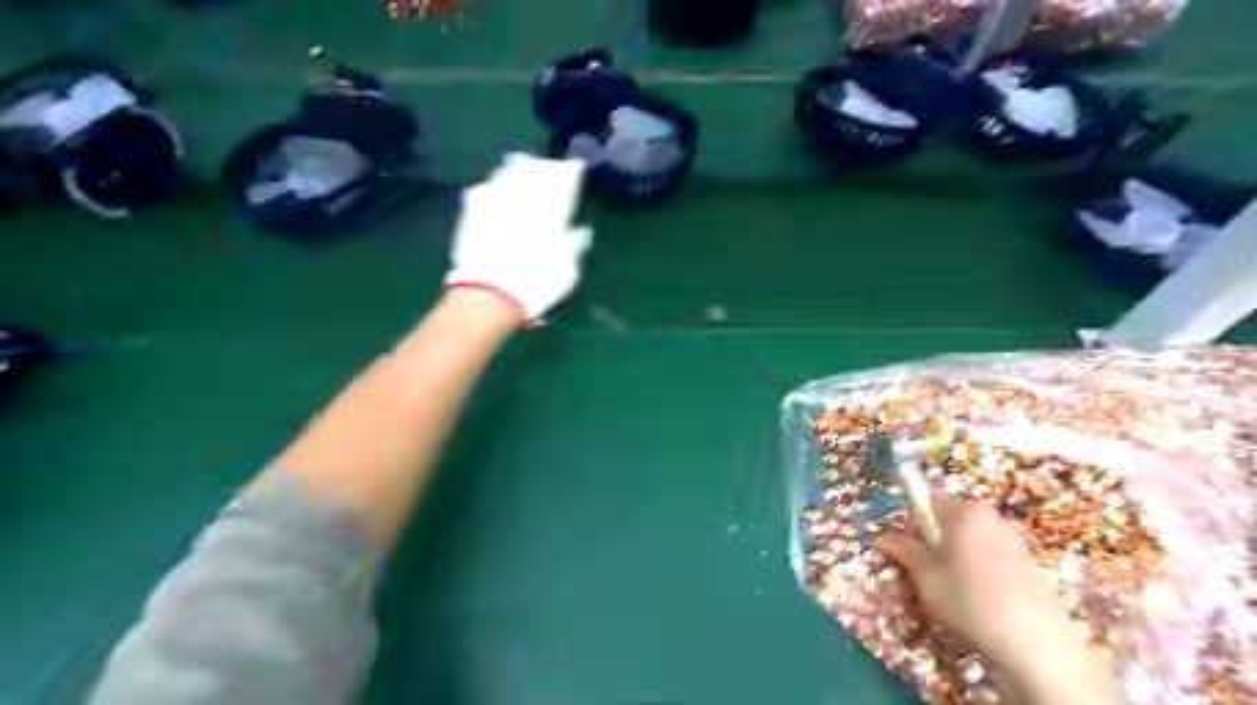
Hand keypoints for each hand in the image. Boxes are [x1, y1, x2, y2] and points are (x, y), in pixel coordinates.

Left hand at [447, 153, 595, 322]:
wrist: (490, 295)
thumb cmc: (536, 284)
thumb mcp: (567, 270)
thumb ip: (574, 245)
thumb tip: (581, 231)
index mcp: (551, 212)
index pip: (562, 183)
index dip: (569, 173)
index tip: (574, 167)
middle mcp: (523, 201)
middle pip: (533, 174)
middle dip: (542, 167)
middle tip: (547, 163)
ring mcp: (495, 205)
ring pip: (507, 176)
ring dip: (515, 169)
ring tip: (520, 164)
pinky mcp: (472, 216)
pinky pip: (484, 191)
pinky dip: (492, 186)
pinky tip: (492, 187)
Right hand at [878, 500, 1119, 700]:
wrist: (1036, 644)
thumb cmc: (969, 601)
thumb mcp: (926, 576)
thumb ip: (904, 551)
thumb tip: (884, 538)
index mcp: (963, 511)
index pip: (924, 502)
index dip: (909, 525)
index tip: (904, 552)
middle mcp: (989, 516)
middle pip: (948, 519)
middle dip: (932, 540)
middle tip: (923, 572)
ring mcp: (1012, 538)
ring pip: (968, 539)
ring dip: (953, 556)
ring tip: (950, 588)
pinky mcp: (1028, 563)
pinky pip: (988, 554)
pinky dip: (976, 568)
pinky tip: (977, 598)